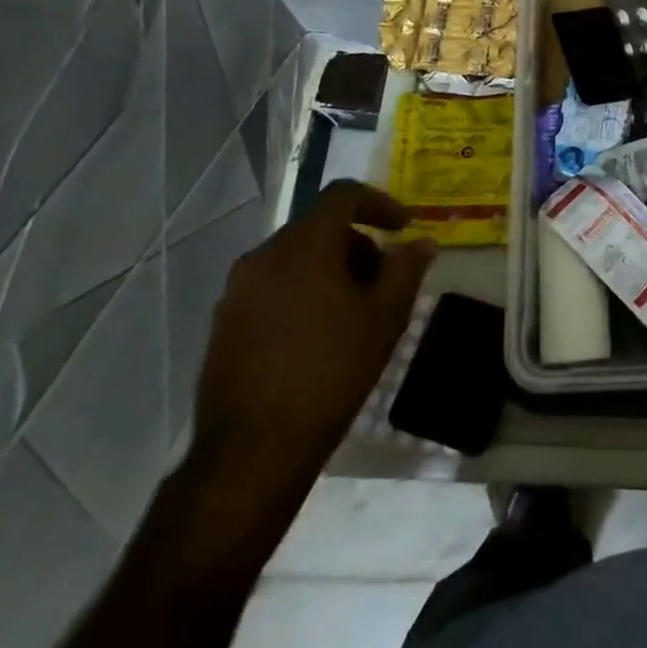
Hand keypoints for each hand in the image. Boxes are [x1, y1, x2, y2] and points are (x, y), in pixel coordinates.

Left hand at [191, 181, 435, 488]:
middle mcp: (263, 256)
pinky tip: (319, 335)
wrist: (252, 451)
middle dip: (358, 245)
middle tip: (384, 280)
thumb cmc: (330, 373)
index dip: (379, 203)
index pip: (342, 196)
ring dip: (331, 269)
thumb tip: (422, 242)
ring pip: (295, 258)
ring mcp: (237, 290)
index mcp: (303, 246)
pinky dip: (302, 291)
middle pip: (319, 228)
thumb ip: (406, 270)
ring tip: (355, 311)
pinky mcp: (224, 322)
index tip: (403, 229)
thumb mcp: (384, 318)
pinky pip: (273, 286)